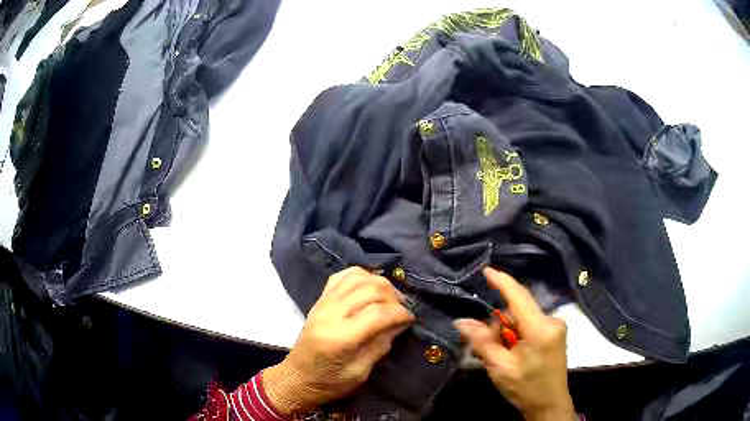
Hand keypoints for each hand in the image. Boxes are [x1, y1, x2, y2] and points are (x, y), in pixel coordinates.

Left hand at [263, 267, 414, 415]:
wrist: (297, 378)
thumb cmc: (329, 382)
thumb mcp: (360, 372)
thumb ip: (380, 345)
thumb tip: (400, 323)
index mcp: (339, 338)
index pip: (377, 313)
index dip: (400, 313)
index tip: (411, 319)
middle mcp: (329, 314)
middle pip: (369, 289)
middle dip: (393, 297)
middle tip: (402, 310)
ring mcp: (322, 303)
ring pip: (356, 277)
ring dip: (379, 283)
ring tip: (390, 298)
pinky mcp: (319, 300)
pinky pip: (342, 276)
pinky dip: (361, 276)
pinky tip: (371, 286)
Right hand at [454, 268, 575, 420]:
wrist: (549, 405)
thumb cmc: (525, 388)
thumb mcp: (499, 367)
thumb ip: (482, 342)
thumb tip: (461, 321)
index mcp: (540, 328)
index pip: (518, 296)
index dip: (501, 281)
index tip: (486, 270)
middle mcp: (551, 321)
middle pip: (519, 308)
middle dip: (499, 320)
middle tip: (485, 343)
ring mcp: (555, 326)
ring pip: (523, 317)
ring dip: (507, 329)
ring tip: (499, 353)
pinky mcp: (555, 333)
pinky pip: (530, 324)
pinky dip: (516, 333)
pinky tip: (511, 351)